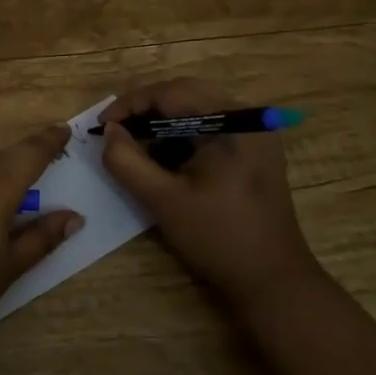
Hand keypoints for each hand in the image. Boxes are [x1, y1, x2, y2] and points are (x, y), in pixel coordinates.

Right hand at [99, 78, 319, 307]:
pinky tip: (162, 154)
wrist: (273, 282)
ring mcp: (255, 133)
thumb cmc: (218, 239)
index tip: (101, 125)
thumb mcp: (162, 200)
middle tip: (114, 129)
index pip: (171, 92)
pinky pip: (210, 124)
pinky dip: (181, 132)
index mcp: (232, 124)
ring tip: (132, 141)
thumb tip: (109, 131)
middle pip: (185, 92)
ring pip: (196, 106)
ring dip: (161, 118)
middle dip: (145, 107)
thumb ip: (127, 161)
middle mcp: (248, 118)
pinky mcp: (254, 149)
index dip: (130, 103)